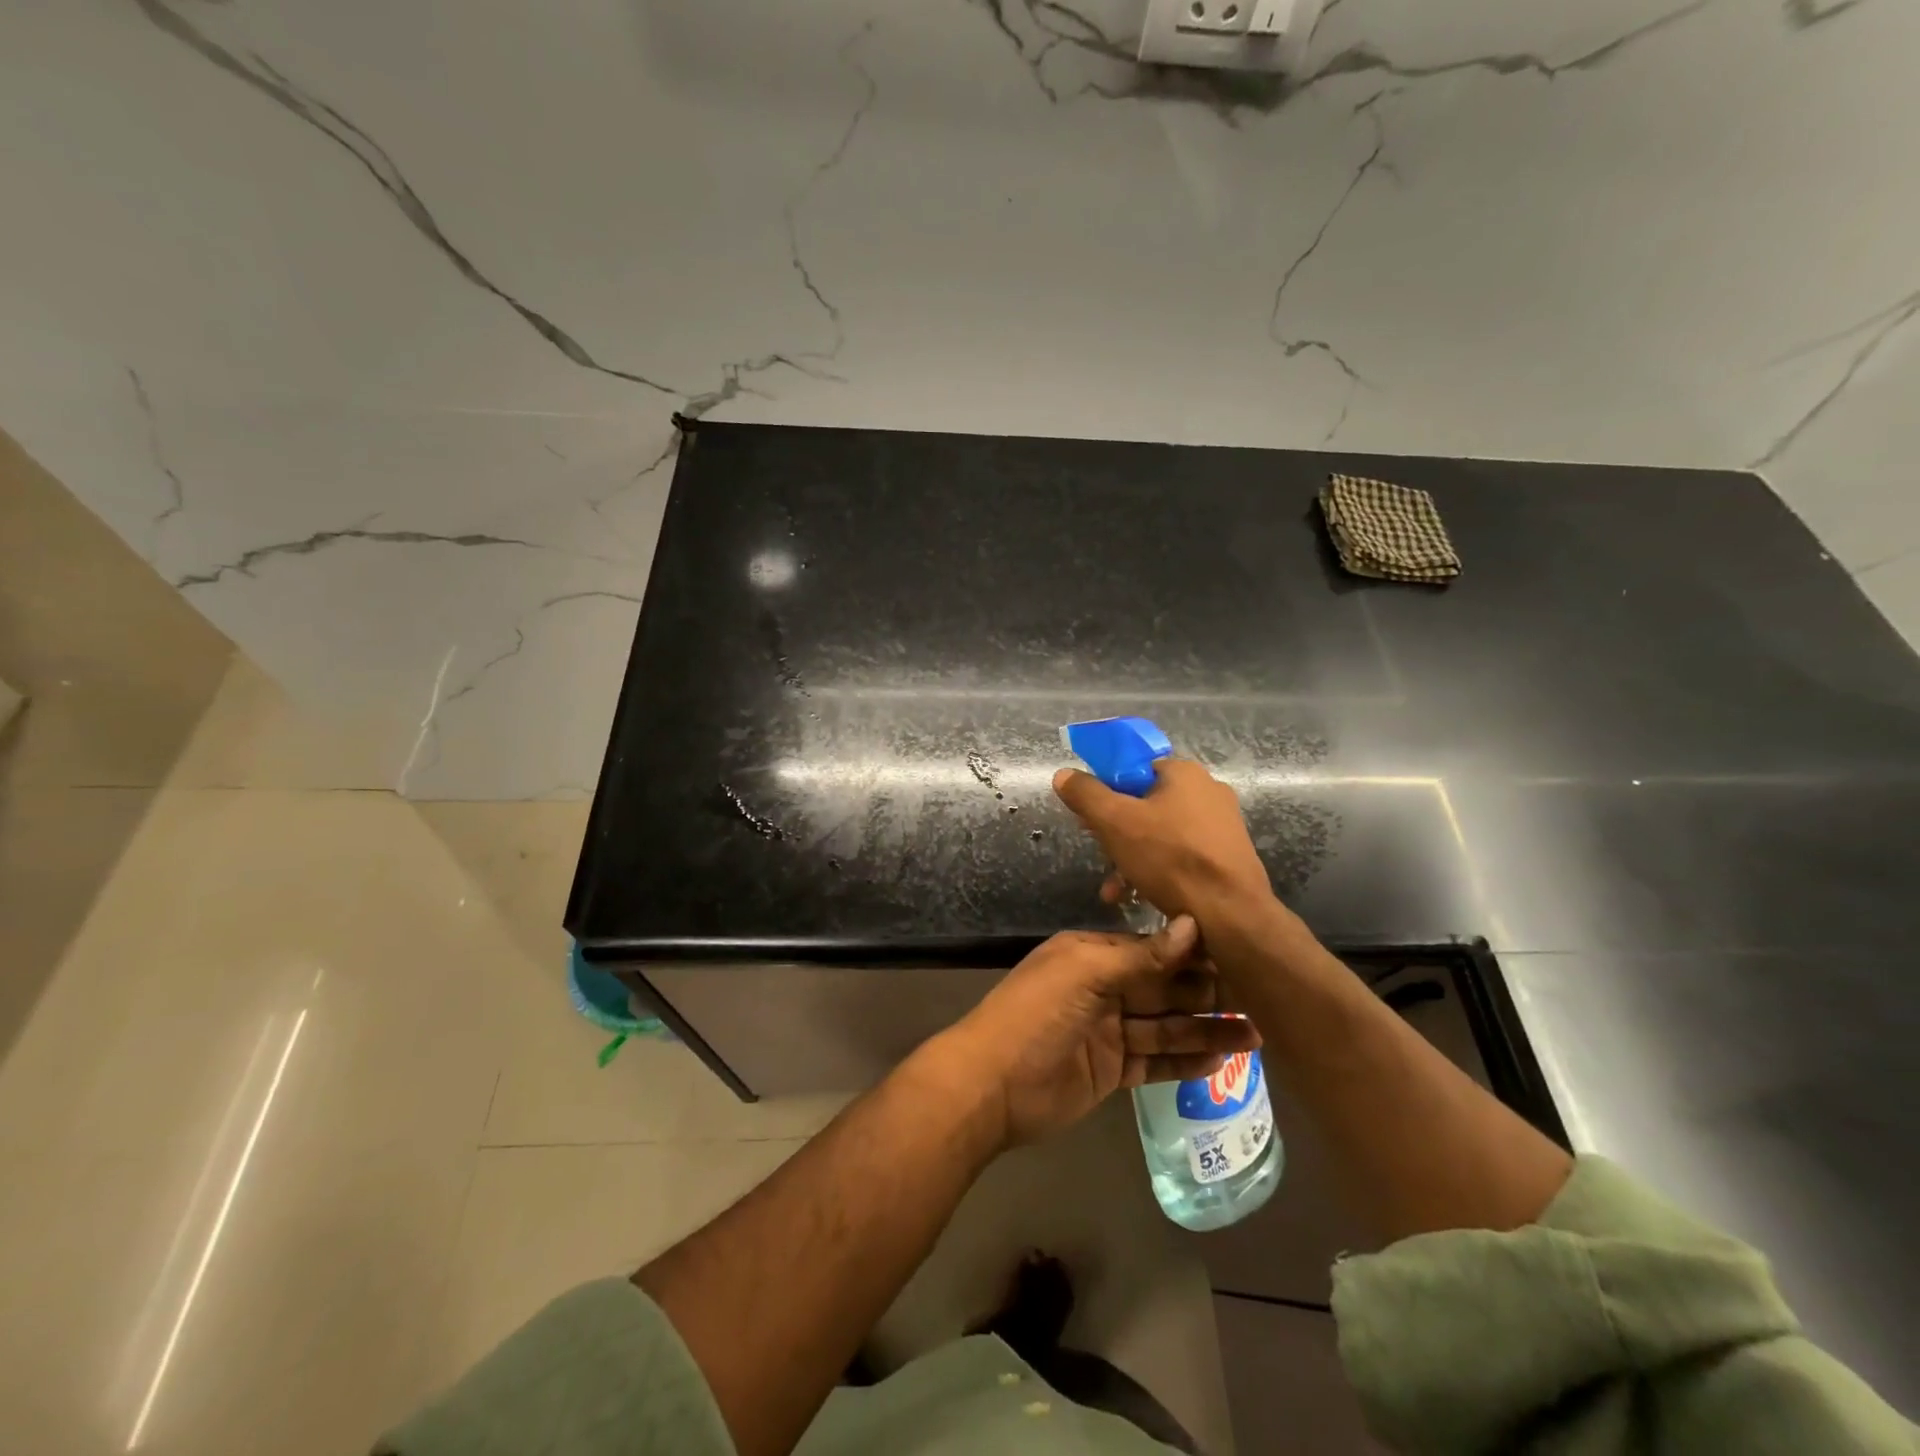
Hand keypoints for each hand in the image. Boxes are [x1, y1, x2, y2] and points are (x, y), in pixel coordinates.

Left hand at [929, 916, 1260, 1147]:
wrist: (991, 1086)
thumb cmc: (1035, 1016)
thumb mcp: (1085, 974)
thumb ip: (1141, 956)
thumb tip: (1192, 925)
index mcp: (1091, 956)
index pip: (1152, 950)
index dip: (1192, 954)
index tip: (1239, 955)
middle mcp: (1102, 988)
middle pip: (1163, 989)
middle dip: (1207, 994)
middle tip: (1261, 1000)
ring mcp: (1107, 1032)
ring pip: (1165, 1026)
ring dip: (1206, 1030)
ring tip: (1257, 1034)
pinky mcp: (1110, 1071)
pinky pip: (1154, 1060)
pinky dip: (1184, 1060)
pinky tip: (1220, 1061)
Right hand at [1052, 758, 1273, 922]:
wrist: (1230, 915)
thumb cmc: (1170, 858)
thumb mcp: (1114, 822)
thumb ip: (1085, 794)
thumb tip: (1064, 774)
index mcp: (1184, 773)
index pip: (1133, 769)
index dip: (1105, 790)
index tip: (1088, 817)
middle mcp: (1208, 791)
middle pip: (1145, 803)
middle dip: (1115, 831)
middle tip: (1099, 852)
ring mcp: (1222, 825)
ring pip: (1161, 834)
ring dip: (1131, 857)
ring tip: (1114, 888)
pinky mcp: (1227, 857)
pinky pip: (1181, 855)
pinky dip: (1156, 870)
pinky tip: (1139, 895)